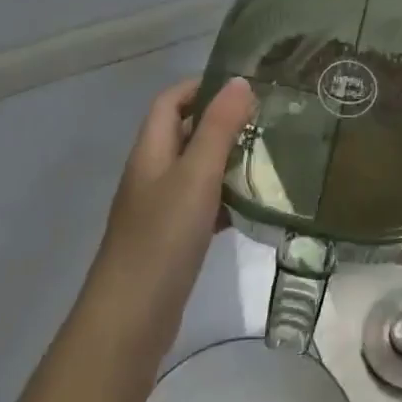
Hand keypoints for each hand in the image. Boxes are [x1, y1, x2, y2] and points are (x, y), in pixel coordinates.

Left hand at [81, 76, 255, 365]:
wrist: (130, 320)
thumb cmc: (162, 237)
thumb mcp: (196, 174)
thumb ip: (219, 127)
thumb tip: (240, 81)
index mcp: (151, 151)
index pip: (171, 100)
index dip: (202, 86)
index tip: (244, 87)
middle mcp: (153, 173)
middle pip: (186, 132)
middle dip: (223, 121)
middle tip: (267, 119)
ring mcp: (161, 208)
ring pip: (198, 169)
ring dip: (229, 159)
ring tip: (271, 155)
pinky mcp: (173, 238)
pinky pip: (203, 204)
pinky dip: (227, 197)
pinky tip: (255, 203)